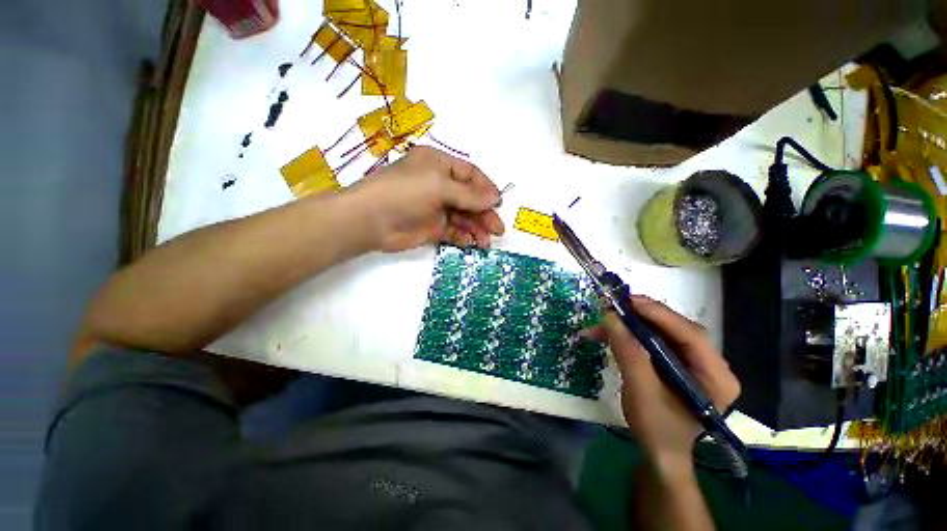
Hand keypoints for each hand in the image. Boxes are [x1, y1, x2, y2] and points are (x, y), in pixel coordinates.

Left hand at [348, 146, 504, 251]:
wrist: (370, 220)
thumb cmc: (404, 193)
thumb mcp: (439, 186)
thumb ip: (469, 195)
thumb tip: (495, 199)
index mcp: (439, 165)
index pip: (470, 175)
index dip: (486, 189)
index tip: (499, 204)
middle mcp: (439, 185)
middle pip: (470, 199)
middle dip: (485, 214)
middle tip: (498, 229)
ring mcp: (436, 208)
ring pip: (463, 217)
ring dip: (476, 228)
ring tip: (486, 242)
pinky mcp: (432, 227)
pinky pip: (453, 231)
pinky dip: (463, 237)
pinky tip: (469, 243)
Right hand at [584, 296, 739, 462]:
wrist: (659, 454)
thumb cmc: (657, 430)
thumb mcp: (641, 392)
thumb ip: (628, 353)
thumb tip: (610, 317)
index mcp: (716, 376)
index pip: (691, 335)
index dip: (660, 314)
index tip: (628, 301)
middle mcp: (708, 365)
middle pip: (675, 330)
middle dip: (641, 317)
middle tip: (612, 306)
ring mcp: (691, 364)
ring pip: (660, 333)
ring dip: (629, 326)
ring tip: (602, 323)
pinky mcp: (674, 364)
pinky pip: (651, 342)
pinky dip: (628, 336)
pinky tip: (607, 336)